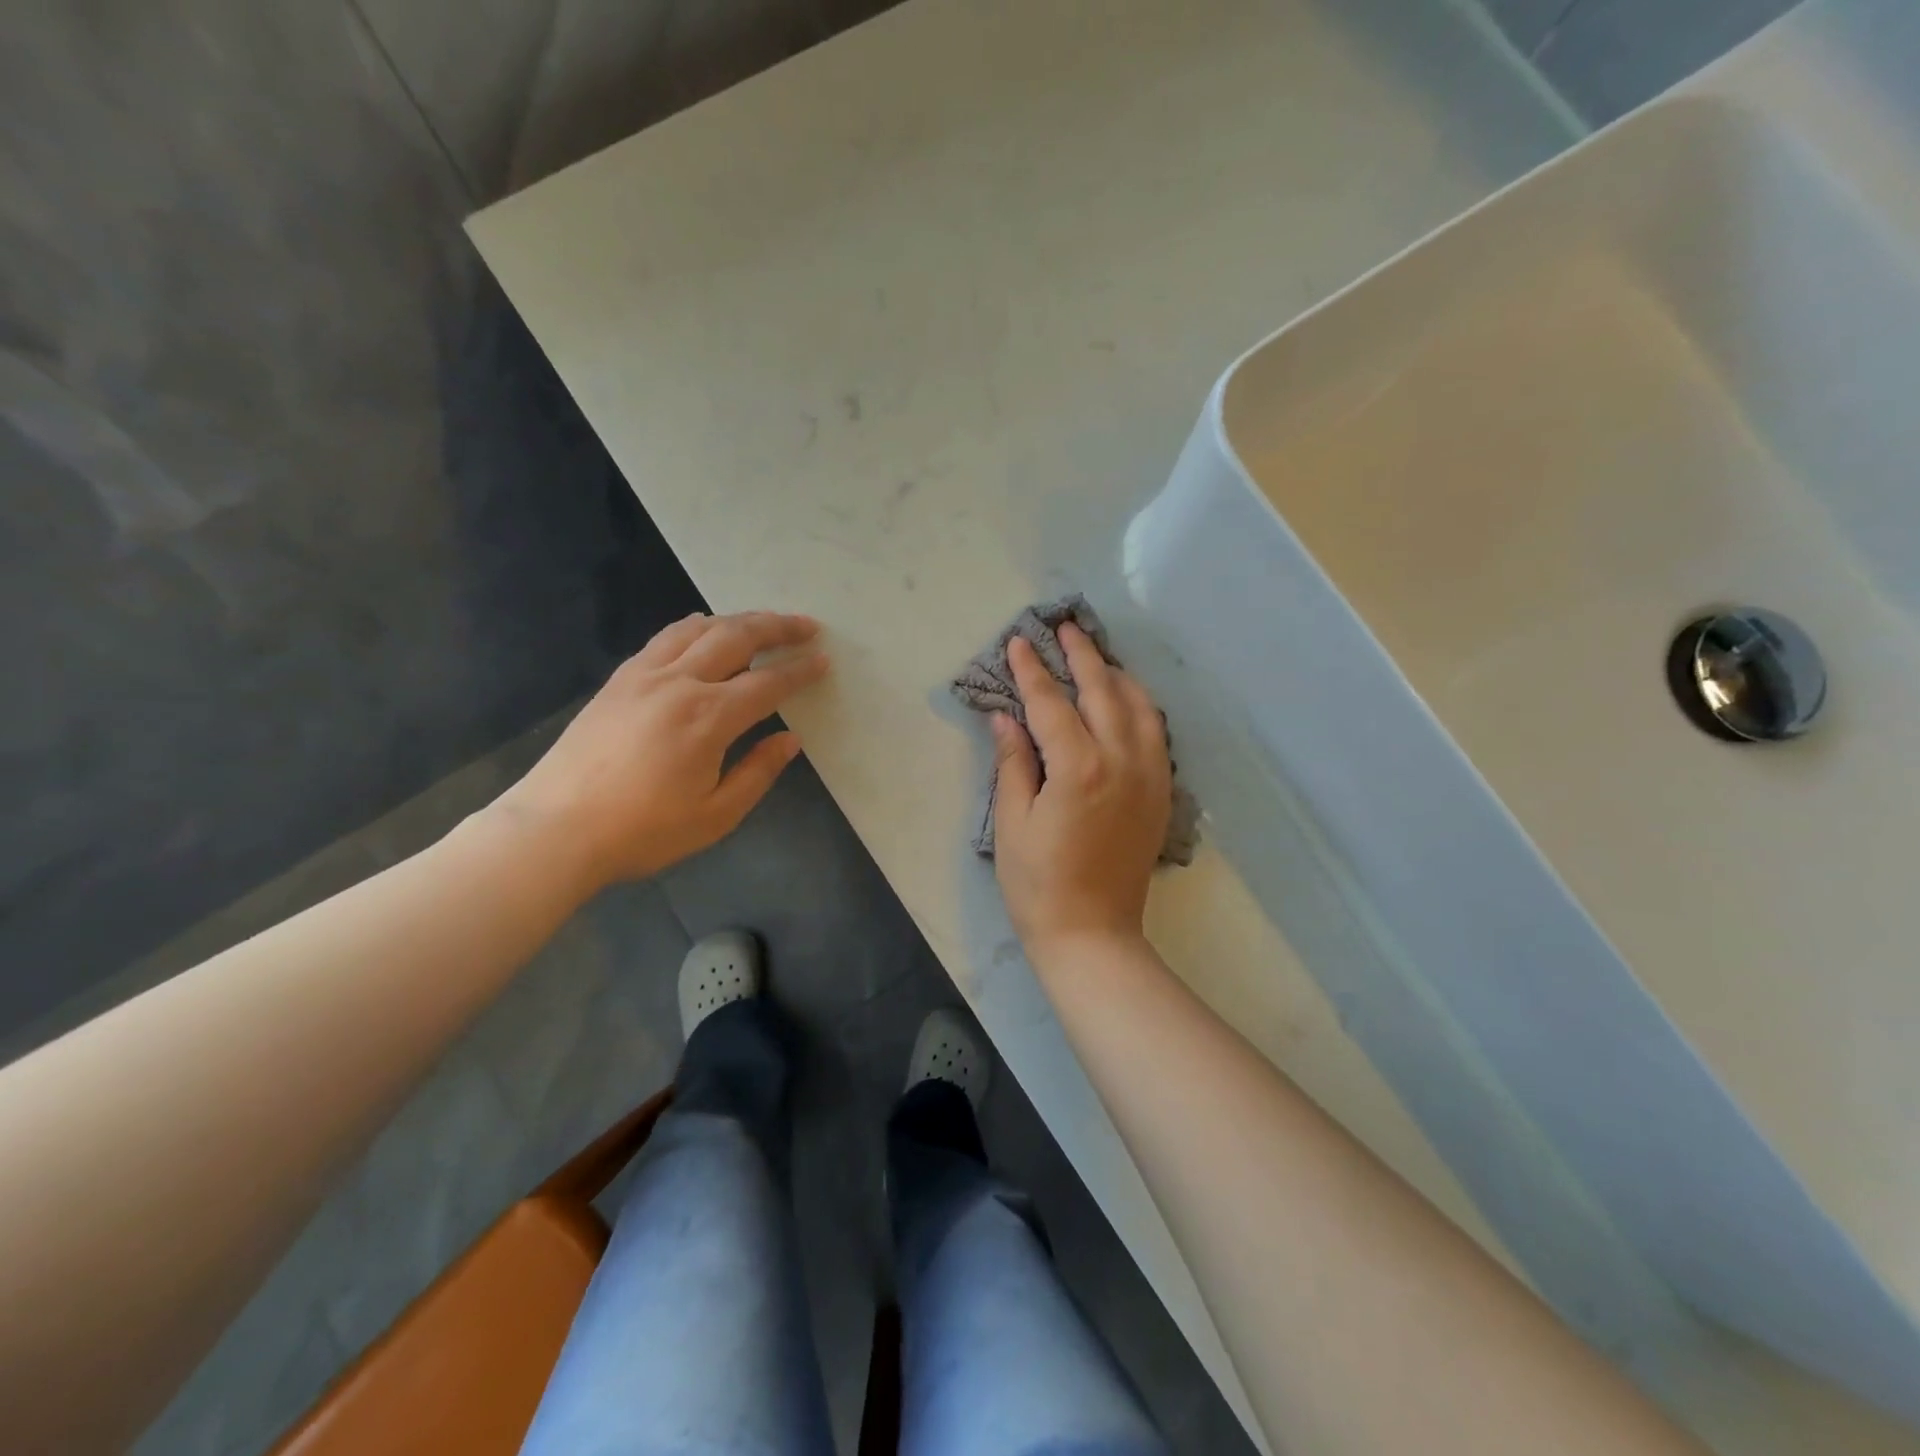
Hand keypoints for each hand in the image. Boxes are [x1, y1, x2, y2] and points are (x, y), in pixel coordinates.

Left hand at [491, 611, 827, 892]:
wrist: (555, 829)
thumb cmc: (643, 831)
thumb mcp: (715, 815)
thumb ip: (758, 772)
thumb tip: (790, 739)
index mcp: (708, 718)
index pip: (768, 683)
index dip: (800, 671)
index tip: (823, 659)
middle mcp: (679, 683)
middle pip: (736, 637)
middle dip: (777, 627)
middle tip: (806, 625)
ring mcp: (643, 675)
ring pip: (698, 628)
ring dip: (737, 620)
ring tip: (762, 623)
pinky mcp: (618, 680)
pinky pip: (665, 638)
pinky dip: (695, 626)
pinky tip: (704, 630)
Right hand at [991, 624, 1171, 958]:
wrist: (1092, 934)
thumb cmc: (1038, 884)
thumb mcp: (1012, 823)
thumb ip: (1013, 762)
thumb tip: (1005, 717)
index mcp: (1079, 768)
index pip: (1051, 704)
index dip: (1032, 671)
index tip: (1019, 642)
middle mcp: (1122, 762)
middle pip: (1104, 692)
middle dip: (1083, 656)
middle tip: (1067, 628)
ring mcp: (1149, 777)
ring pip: (1141, 707)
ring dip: (1117, 676)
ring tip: (1098, 657)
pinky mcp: (1161, 793)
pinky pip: (1157, 734)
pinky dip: (1140, 707)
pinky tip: (1127, 701)